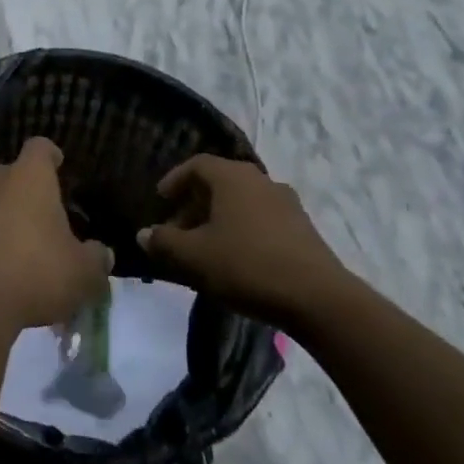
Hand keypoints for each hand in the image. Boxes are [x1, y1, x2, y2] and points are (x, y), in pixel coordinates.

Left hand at [0, 137, 113, 332]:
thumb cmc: (35, 274)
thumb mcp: (82, 274)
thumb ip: (96, 259)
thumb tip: (101, 254)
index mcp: (29, 178)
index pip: (40, 148)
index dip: (50, 156)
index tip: (58, 166)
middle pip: (10, 174)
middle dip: (24, 191)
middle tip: (40, 218)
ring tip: (14, 246)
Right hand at [138, 155, 347, 328]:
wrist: (319, 299)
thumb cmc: (247, 266)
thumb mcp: (194, 256)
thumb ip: (164, 242)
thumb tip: (143, 234)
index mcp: (232, 177)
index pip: (197, 165)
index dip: (175, 180)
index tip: (161, 199)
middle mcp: (261, 181)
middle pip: (220, 184)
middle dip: (194, 205)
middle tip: (178, 231)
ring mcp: (287, 204)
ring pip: (242, 203)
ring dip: (219, 219)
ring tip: (205, 249)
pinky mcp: (304, 229)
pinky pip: (262, 220)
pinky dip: (242, 231)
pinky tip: (236, 260)